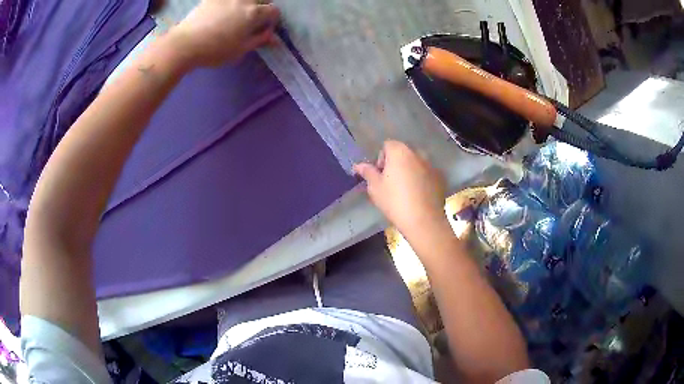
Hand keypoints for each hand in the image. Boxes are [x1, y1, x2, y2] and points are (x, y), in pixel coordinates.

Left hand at [170, 0, 279, 66]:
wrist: (185, 44)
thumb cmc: (215, 50)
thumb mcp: (241, 49)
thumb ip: (259, 40)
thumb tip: (274, 38)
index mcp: (254, 13)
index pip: (274, 11)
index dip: (272, 21)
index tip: (264, 29)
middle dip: (263, 6)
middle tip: (253, 19)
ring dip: (247, 4)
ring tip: (238, 14)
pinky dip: (230, 3)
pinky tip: (223, 12)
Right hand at [354, 141, 447, 236]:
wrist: (423, 220)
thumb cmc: (394, 201)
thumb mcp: (375, 187)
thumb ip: (367, 172)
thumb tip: (358, 165)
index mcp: (400, 152)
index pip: (387, 145)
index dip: (381, 159)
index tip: (380, 175)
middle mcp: (417, 153)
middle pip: (403, 153)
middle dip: (396, 164)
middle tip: (391, 183)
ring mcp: (431, 165)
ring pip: (416, 163)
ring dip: (409, 171)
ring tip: (405, 190)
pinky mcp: (440, 177)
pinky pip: (427, 174)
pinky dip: (421, 179)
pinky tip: (418, 195)